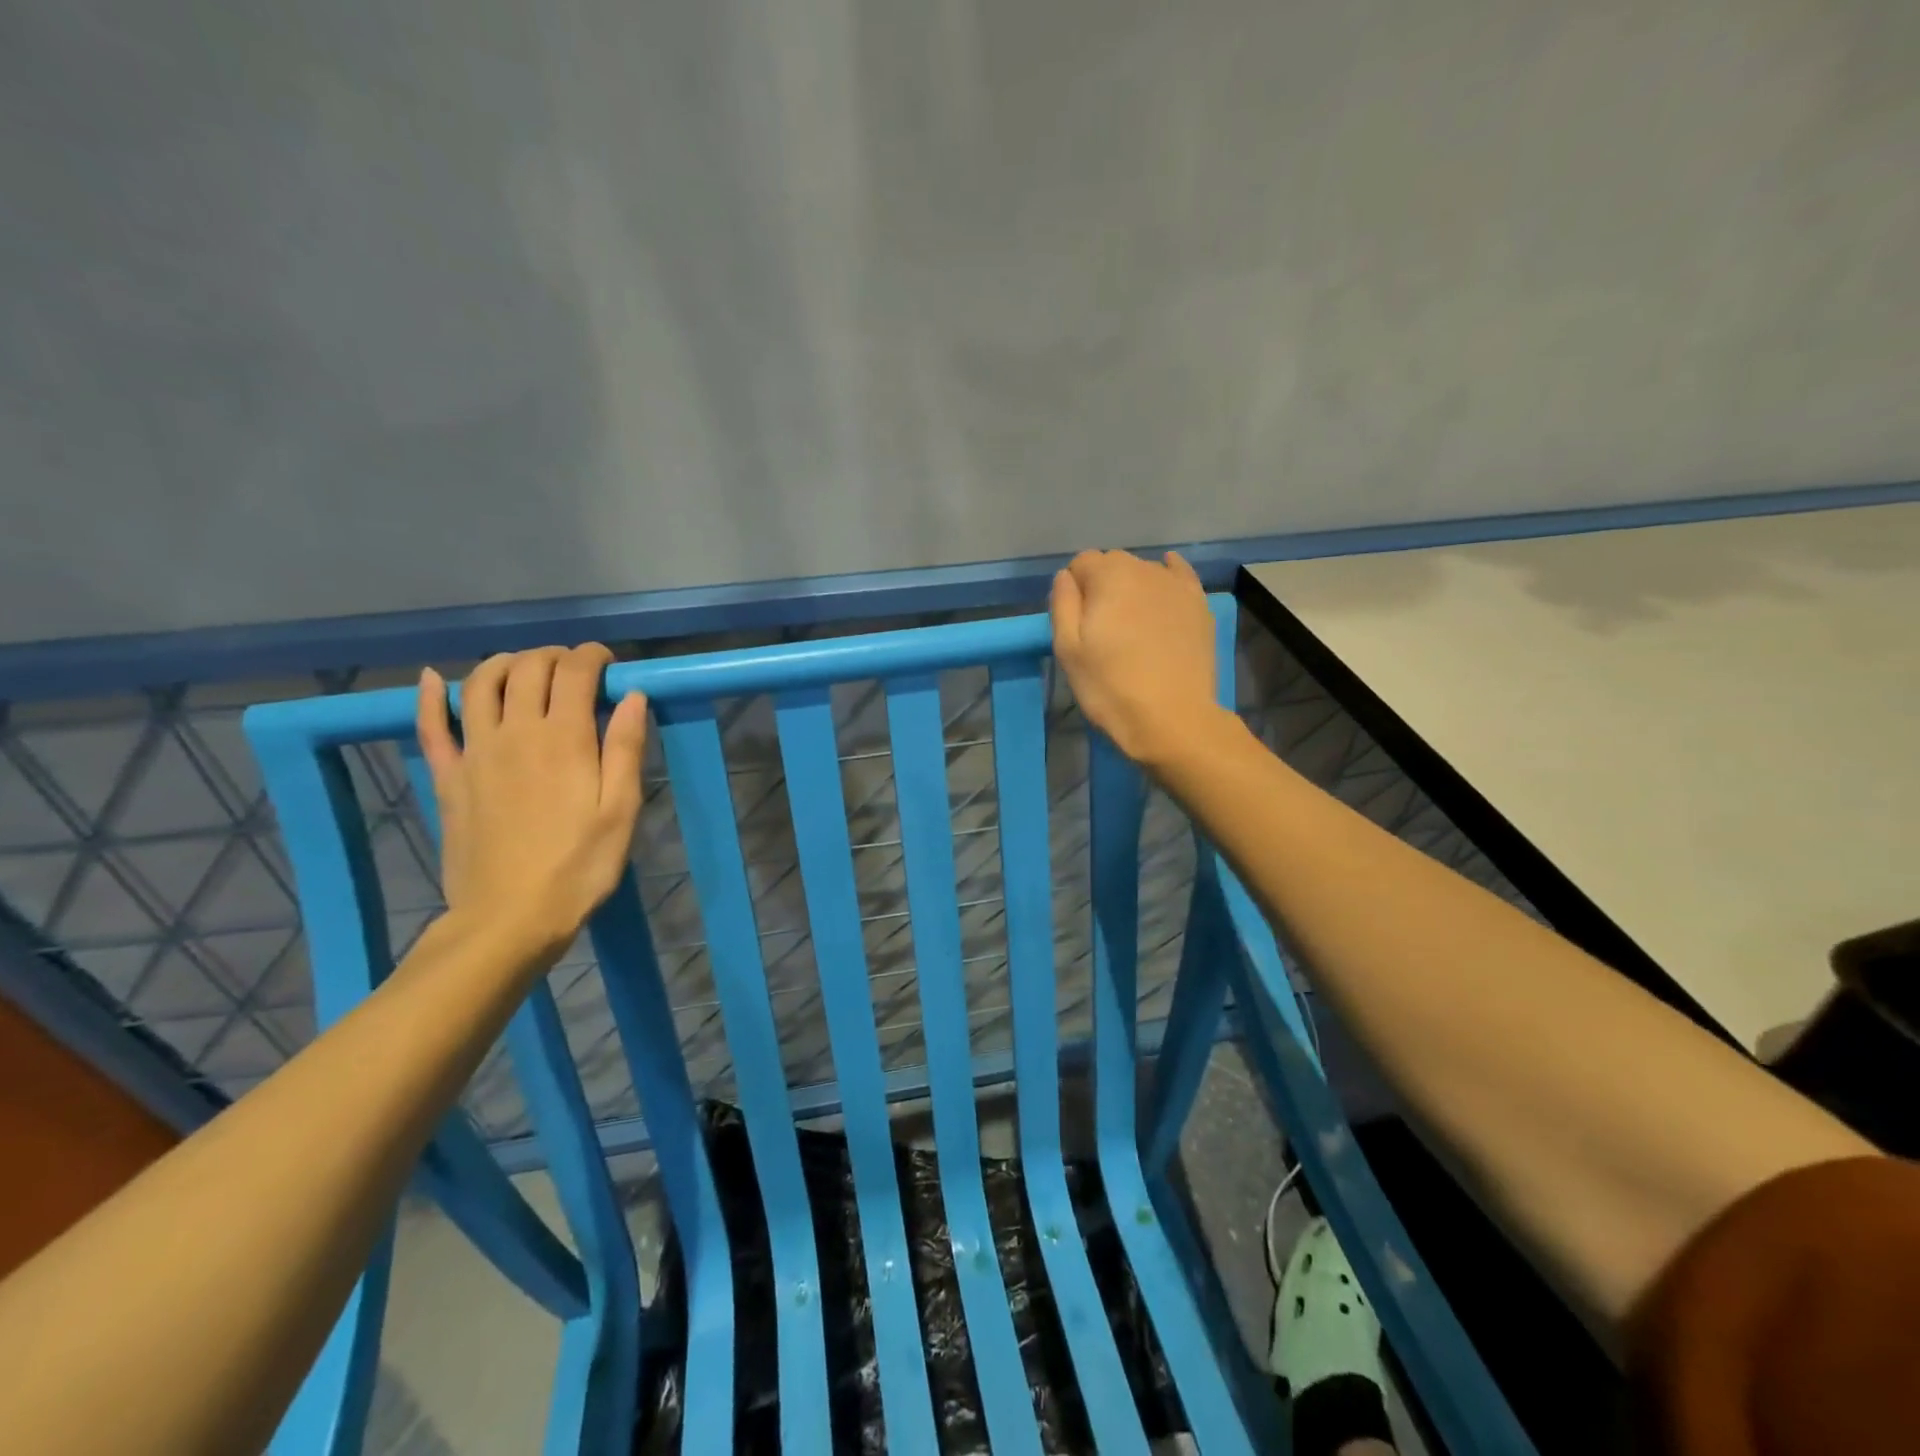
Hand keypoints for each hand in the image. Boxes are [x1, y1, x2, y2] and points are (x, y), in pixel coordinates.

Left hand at [416, 645, 647, 958]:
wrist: (509, 918)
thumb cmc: (579, 866)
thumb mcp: (621, 810)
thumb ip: (626, 749)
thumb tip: (632, 696)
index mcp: (564, 739)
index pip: (574, 672)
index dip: (593, 656)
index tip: (609, 663)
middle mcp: (516, 732)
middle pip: (528, 668)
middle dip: (555, 655)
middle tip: (576, 667)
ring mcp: (475, 752)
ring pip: (480, 684)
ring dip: (505, 663)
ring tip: (527, 668)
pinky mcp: (448, 777)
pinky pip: (430, 726)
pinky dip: (431, 696)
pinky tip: (435, 679)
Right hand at [1050, 549, 1220, 767]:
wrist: (1173, 719)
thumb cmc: (1110, 687)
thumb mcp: (1068, 650)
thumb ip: (1063, 604)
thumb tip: (1066, 577)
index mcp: (1108, 576)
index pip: (1082, 563)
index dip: (1074, 590)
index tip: (1077, 622)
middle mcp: (1145, 569)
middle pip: (1114, 564)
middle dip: (1102, 586)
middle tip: (1102, 628)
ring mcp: (1177, 586)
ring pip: (1145, 571)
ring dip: (1132, 588)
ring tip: (1132, 626)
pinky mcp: (1200, 605)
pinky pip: (1179, 576)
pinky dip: (1167, 577)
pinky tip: (1163, 589)